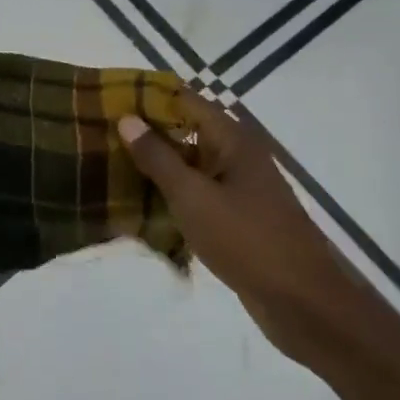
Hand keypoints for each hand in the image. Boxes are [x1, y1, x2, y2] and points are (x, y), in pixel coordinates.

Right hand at [117, 93, 354, 361]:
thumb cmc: (247, 240)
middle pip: (185, 131)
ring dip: (155, 167)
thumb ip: (158, 158)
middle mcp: (236, 157)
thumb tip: (127, 118)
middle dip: (146, 133)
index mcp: (233, 141)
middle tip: (98, 135)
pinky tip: (137, 204)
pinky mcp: (235, 219)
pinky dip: (170, 195)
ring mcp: (237, 189)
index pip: (185, 100)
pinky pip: (196, 195)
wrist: (301, 302)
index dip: (148, 97)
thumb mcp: (194, 197)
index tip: (108, 99)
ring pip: (188, 166)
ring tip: (107, 166)